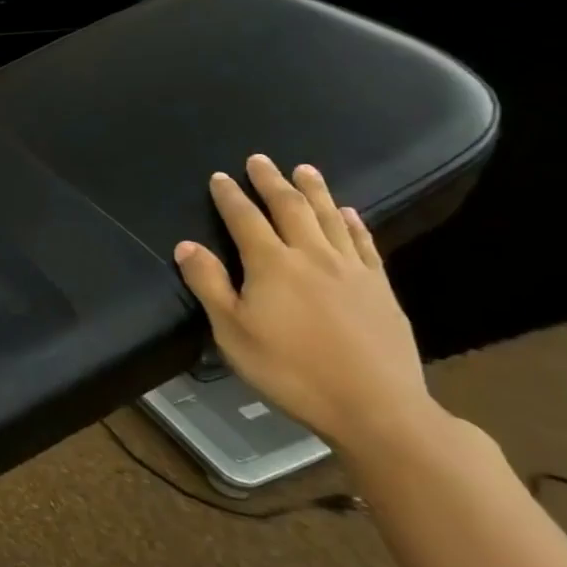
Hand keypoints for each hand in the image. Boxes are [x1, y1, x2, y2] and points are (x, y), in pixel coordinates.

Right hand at [173, 155, 432, 450]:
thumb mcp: (233, 333)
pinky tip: (348, 213)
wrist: (376, 407)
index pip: (244, 219)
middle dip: (271, 182)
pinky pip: (365, 244)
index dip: (230, 196)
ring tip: (305, 170)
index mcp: (271, 265)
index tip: (220, 176)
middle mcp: (311, 256)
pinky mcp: (380, 288)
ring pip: (329, 218)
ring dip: (314, 191)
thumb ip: (209, 285)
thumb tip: (186, 245)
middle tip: (260, 160)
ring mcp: (351, 270)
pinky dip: (353, 223)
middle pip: (289, 208)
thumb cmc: (290, 370)